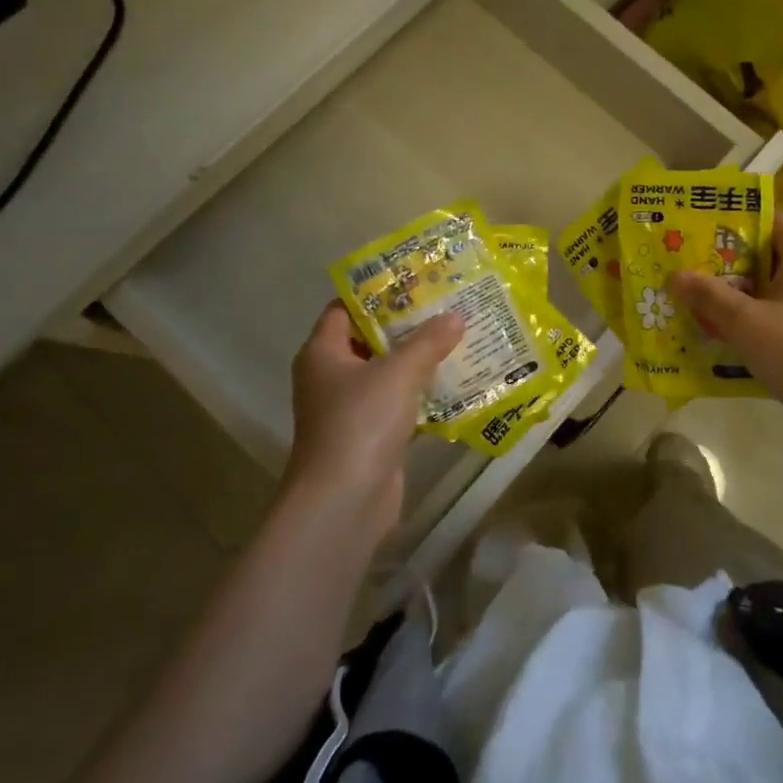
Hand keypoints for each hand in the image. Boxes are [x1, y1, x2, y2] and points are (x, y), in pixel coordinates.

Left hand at [286, 302, 464, 539]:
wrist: (344, 502)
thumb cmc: (361, 423)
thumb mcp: (399, 372)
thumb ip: (428, 341)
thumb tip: (455, 316)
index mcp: (324, 352)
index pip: (345, 308)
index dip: (377, 292)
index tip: (415, 280)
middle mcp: (331, 377)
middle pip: (370, 339)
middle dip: (407, 325)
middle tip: (446, 306)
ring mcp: (350, 409)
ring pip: (387, 373)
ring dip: (419, 360)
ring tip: (458, 337)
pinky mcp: (370, 436)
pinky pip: (399, 404)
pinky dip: (423, 394)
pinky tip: (457, 383)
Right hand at [669, 212, 782, 455]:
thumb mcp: (746, 323)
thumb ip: (709, 296)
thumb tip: (676, 275)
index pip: (768, 217)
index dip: (732, 223)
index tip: (695, 234)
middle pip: (766, 253)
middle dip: (725, 264)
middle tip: (684, 272)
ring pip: (771, 288)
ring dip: (736, 297)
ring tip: (694, 306)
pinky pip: (780, 315)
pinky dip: (754, 321)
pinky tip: (723, 337)